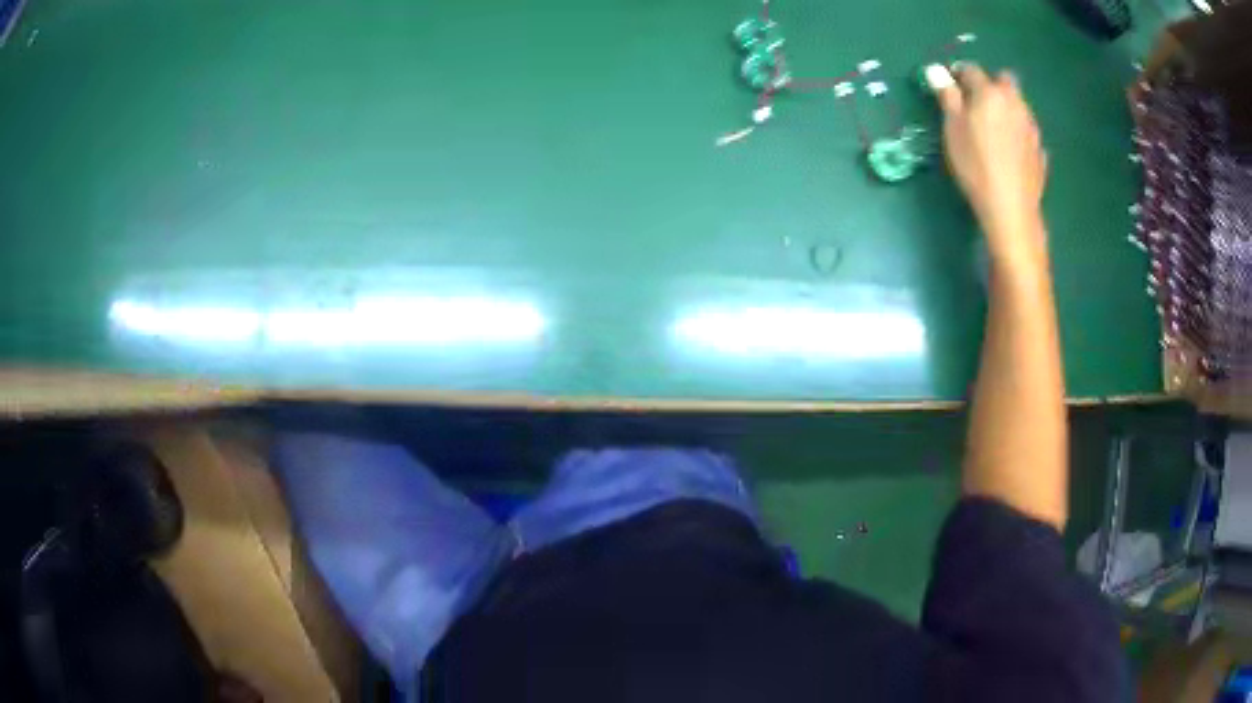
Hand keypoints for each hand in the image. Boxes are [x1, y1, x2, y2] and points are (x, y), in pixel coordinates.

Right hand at [935, 64, 1047, 261]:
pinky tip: (1009, 150)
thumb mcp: (953, 129)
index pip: (971, 70)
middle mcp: (1014, 102)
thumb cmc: (975, 165)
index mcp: (989, 93)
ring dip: (1006, 107)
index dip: (958, 74)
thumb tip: (937, 70)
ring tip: (993, 129)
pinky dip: (1017, 131)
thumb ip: (947, 97)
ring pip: (1018, 104)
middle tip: (977, 104)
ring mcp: (1030, 126)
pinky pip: (1026, 129)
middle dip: (990, 85)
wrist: (1011, 208)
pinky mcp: (1039, 149)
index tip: (950, 86)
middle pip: (1004, 81)